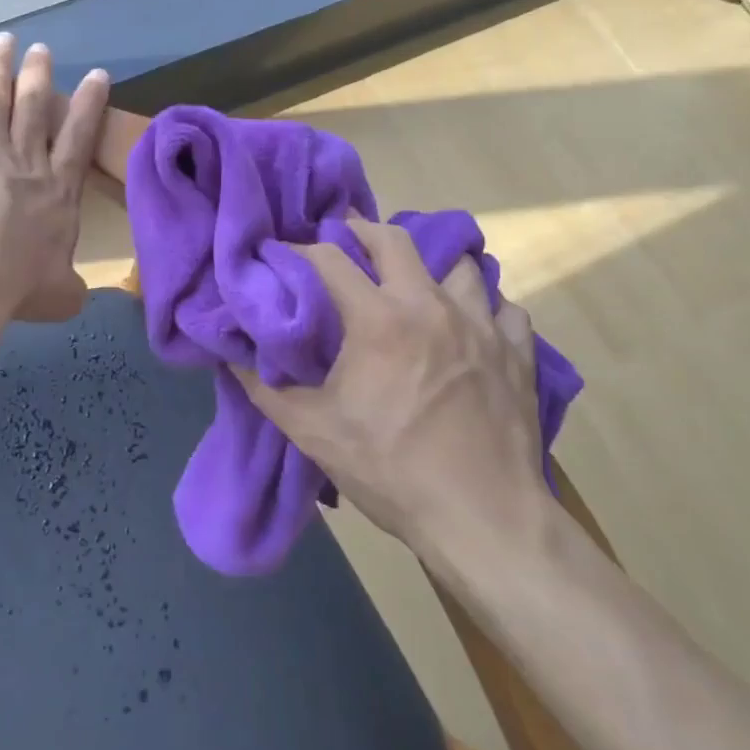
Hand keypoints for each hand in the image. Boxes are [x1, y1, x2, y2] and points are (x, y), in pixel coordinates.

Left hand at [0, 33, 110, 322]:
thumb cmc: (16, 285)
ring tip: (3, 40)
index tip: (97, 75)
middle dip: (39, 75)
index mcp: (57, 190)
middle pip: (35, 107)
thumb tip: (77, 297)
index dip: (89, 104)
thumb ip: (69, 289)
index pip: (78, 137)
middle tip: (41, 49)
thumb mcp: (59, 295)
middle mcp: (24, 161)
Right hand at [233, 218, 547, 555]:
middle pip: (395, 239)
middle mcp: (431, 305)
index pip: (330, 259)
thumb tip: (231, 354)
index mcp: (378, 319)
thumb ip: (266, 387)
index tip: (286, 256)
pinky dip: (485, 308)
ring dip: (432, 266)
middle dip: (363, 231)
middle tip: (346, 241)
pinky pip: (503, 309)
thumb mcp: (313, 432)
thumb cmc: (391, 471)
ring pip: (460, 265)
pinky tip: (472, 327)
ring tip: (416, 284)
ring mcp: (482, 324)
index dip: (301, 251)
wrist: (483, 518)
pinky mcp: (518, 351)